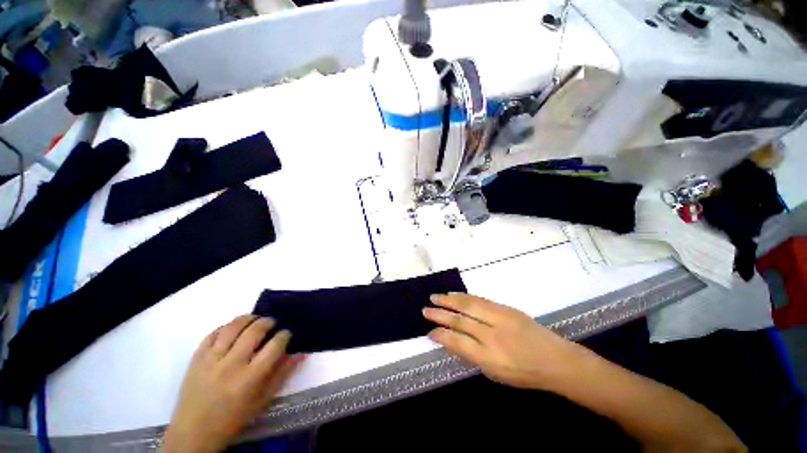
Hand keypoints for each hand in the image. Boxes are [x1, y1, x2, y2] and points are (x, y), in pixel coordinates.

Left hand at [163, 315, 303, 452]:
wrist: (193, 433)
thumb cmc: (233, 419)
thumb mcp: (262, 400)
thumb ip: (282, 374)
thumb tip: (300, 353)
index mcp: (250, 378)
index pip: (274, 346)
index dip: (284, 335)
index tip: (286, 334)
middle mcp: (231, 365)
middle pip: (255, 331)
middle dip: (268, 322)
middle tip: (272, 324)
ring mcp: (211, 359)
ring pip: (233, 327)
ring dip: (248, 318)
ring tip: (255, 320)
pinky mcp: (196, 358)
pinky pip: (213, 333)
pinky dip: (226, 326)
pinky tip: (234, 328)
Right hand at [423, 293, 586, 390]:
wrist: (556, 359)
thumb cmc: (524, 373)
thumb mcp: (496, 375)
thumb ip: (472, 357)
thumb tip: (452, 342)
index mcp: (490, 358)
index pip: (457, 342)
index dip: (441, 335)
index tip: (429, 331)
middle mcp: (492, 336)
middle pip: (460, 320)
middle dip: (440, 314)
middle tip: (425, 310)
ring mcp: (500, 319)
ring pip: (468, 305)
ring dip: (449, 300)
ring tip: (435, 297)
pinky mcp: (506, 308)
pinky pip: (480, 300)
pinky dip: (464, 296)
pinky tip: (454, 295)